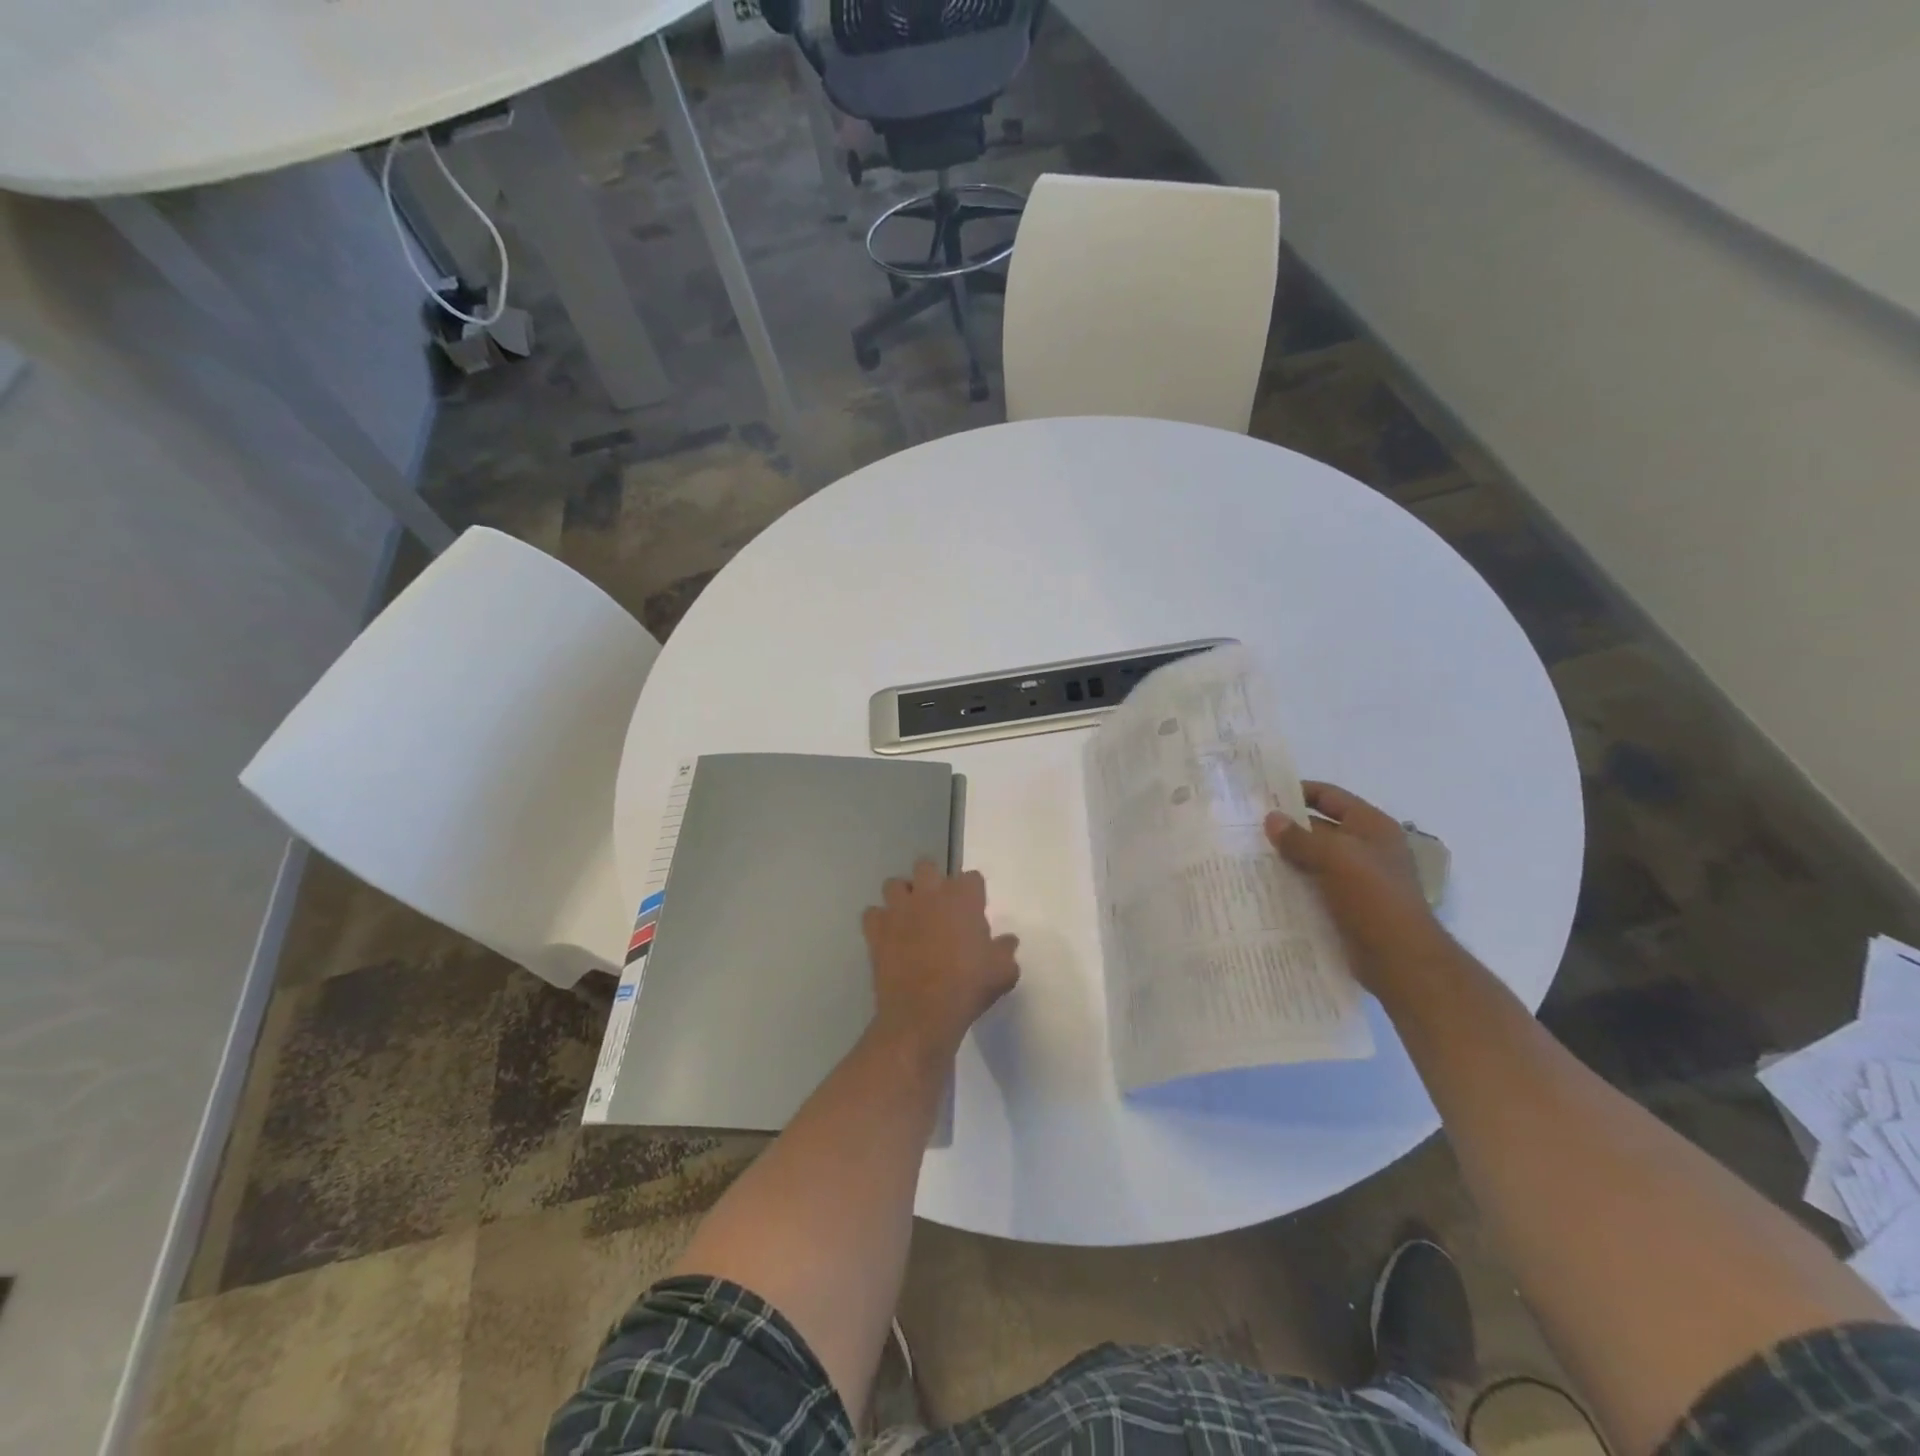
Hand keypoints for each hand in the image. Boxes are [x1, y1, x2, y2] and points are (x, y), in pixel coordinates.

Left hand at [863, 859, 1019, 1062]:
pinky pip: (872, 914)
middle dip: (932, 880)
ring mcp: (899, 910)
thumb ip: (1006, 951)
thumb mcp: (1003, 972)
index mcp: (962, 898)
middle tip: (939, 906)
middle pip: (927, 866)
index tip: (974, 911)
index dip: (973, 893)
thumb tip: (1008, 941)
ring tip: (910, 916)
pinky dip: (879, 921)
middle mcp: (929, 895)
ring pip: (894, 884)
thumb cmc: (968, 987)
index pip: (971, 877)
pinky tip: (888, 936)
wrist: (922, 1013)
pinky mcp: (877, 930)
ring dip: (902, 896)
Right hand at [1265, 782, 1446, 993]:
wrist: (1400, 959)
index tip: (1263, 795)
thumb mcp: (1335, 858)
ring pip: (1314, 859)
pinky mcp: (1347, 905)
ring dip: (1286, 857)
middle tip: (1246, 827)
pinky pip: (1314, 886)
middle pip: (1320, 827)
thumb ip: (1300, 838)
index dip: (1299, 791)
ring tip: (1247, 855)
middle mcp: (1366, 848)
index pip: (1330, 796)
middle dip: (1287, 828)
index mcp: (1372, 826)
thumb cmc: (1373, 897)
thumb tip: (1271, 818)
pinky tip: (1265, 885)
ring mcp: (1358, 878)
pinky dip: (1293, 883)